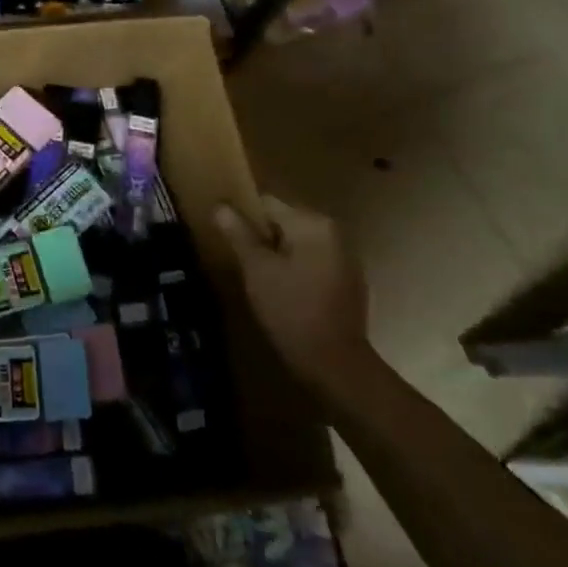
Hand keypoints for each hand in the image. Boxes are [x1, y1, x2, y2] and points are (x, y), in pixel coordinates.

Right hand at [214, 196, 371, 381]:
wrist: (334, 363)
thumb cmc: (291, 309)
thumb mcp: (257, 270)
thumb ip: (238, 234)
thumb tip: (220, 206)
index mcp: (313, 224)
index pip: (268, 203)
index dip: (243, 217)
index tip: (227, 238)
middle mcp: (334, 232)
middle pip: (284, 221)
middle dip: (261, 237)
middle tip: (240, 260)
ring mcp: (344, 257)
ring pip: (298, 243)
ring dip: (277, 254)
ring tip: (257, 277)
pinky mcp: (347, 281)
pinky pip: (312, 262)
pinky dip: (295, 269)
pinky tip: (282, 291)